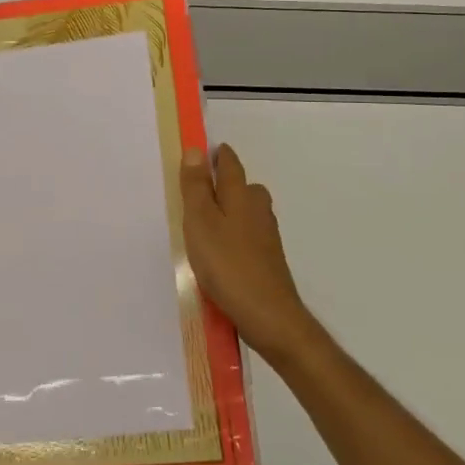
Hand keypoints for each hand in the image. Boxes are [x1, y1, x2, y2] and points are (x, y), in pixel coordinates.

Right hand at [181, 144, 319, 366]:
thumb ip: (196, 187)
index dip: (218, 156)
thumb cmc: (227, 264)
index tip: (206, 151)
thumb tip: (197, 150)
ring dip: (231, 210)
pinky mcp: (268, 260)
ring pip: (248, 212)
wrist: (268, 314)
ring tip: (207, 221)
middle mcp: (258, 209)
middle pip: (243, 187)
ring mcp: (267, 236)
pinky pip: (249, 235)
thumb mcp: (200, 221)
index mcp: (241, 195)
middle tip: (202, 188)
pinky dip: (235, 235)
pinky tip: (222, 251)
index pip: (230, 164)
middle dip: (226, 183)